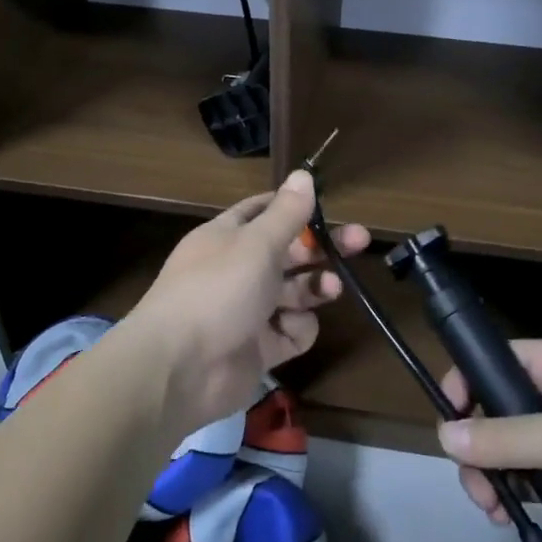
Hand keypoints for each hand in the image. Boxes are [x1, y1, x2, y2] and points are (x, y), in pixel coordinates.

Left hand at [123, 171, 368, 437]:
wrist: (180, 367)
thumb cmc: (218, 290)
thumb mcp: (256, 243)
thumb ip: (286, 213)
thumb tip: (303, 174)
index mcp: (228, 237)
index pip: (263, 213)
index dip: (294, 209)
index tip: (327, 208)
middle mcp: (237, 270)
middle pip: (289, 253)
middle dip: (323, 248)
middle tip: (360, 241)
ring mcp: (248, 311)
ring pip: (294, 293)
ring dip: (314, 288)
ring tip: (331, 289)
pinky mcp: (258, 349)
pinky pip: (290, 332)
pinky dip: (296, 330)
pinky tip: (290, 330)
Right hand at [438, 340, 541, 541]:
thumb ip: (504, 439)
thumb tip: (443, 435)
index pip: (497, 362)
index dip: (467, 385)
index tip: (449, 424)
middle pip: (496, 413)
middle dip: (479, 450)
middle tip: (478, 489)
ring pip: (511, 453)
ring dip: (495, 480)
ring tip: (497, 513)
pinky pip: (535, 483)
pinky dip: (519, 500)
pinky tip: (515, 522)